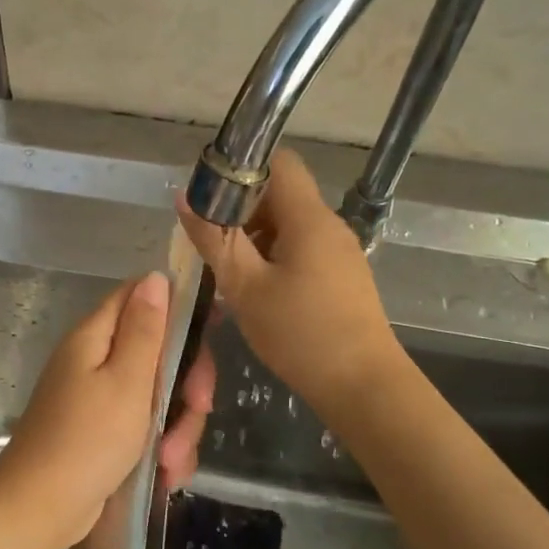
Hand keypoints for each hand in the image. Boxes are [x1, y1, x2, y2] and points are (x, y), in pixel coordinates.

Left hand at [0, 273, 213, 548]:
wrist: (38, 511)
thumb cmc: (86, 441)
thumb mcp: (126, 382)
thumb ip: (145, 330)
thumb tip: (156, 276)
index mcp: (96, 337)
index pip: (140, 298)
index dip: (179, 308)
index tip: (214, 331)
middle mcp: (96, 361)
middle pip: (158, 351)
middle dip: (186, 384)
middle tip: (199, 408)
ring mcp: (100, 399)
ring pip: (159, 395)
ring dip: (177, 427)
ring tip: (172, 462)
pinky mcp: (105, 433)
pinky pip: (146, 427)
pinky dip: (160, 448)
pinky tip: (165, 474)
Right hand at [178, 148, 401, 416]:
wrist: (363, 386)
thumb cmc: (300, 334)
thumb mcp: (245, 287)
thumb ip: (214, 239)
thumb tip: (186, 198)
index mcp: (308, 217)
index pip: (278, 161)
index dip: (241, 169)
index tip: (209, 198)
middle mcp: (328, 224)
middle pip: (279, 194)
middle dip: (239, 210)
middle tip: (209, 242)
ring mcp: (338, 251)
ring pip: (287, 225)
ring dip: (253, 237)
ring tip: (226, 271)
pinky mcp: (340, 276)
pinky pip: (300, 249)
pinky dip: (272, 257)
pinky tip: (254, 290)